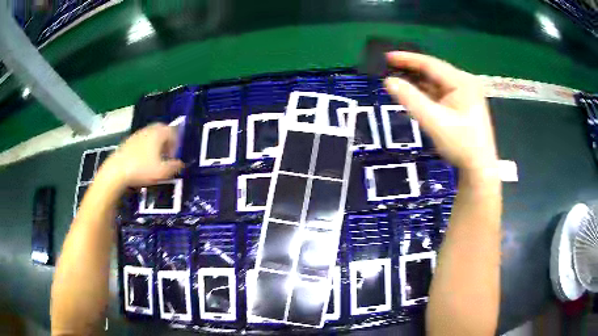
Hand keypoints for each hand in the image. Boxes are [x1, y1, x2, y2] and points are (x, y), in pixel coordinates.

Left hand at [98, 123, 183, 188]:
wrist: (116, 171)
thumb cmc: (141, 169)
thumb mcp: (162, 172)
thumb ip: (175, 166)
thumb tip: (181, 163)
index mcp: (158, 133)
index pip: (173, 131)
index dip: (176, 144)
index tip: (173, 157)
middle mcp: (148, 130)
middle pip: (161, 130)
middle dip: (166, 142)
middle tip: (166, 155)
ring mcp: (136, 135)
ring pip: (150, 136)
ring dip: (155, 145)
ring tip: (154, 160)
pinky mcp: (127, 142)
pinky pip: (141, 141)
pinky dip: (144, 148)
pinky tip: (141, 162)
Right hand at [384, 52, 497, 172]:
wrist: (479, 169)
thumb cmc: (461, 145)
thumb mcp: (434, 121)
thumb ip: (411, 99)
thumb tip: (388, 81)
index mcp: (462, 81)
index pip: (431, 64)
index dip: (407, 59)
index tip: (386, 56)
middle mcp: (465, 82)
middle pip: (434, 71)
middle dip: (411, 69)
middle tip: (388, 68)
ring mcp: (465, 94)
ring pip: (436, 82)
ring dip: (418, 81)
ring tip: (396, 78)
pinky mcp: (462, 104)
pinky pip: (440, 93)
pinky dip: (426, 92)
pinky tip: (413, 92)